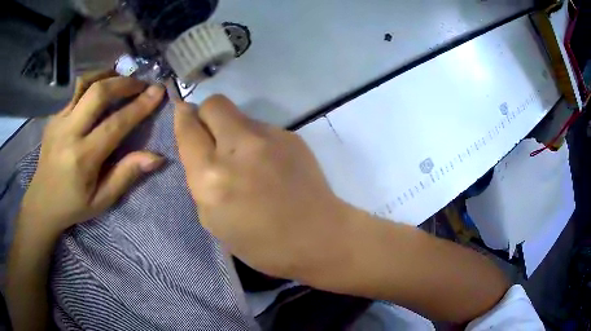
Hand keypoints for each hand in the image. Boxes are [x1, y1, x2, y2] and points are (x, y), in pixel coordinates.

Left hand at [21, 73, 164, 233]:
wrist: (42, 202)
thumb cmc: (73, 205)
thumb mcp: (102, 200)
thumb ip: (126, 175)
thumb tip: (156, 157)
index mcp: (83, 158)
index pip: (115, 124)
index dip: (139, 106)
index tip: (158, 91)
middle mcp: (69, 133)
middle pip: (98, 92)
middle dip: (124, 83)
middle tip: (140, 84)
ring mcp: (58, 121)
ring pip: (85, 84)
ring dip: (107, 76)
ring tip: (121, 80)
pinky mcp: (53, 116)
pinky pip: (75, 91)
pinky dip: (92, 85)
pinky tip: (100, 92)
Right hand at [174, 96, 355, 282]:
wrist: (318, 237)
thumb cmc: (261, 243)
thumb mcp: (214, 220)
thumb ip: (201, 180)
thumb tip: (202, 150)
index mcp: (212, 177)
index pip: (188, 128)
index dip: (182, 117)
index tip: (183, 115)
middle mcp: (238, 148)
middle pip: (214, 104)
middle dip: (206, 115)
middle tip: (213, 137)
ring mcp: (269, 137)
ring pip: (240, 115)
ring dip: (234, 131)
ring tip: (248, 160)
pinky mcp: (291, 136)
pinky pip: (262, 129)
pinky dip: (257, 142)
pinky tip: (270, 164)